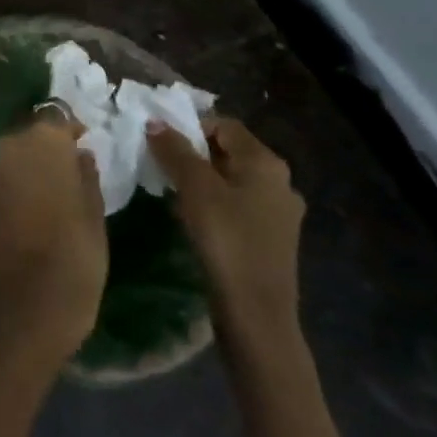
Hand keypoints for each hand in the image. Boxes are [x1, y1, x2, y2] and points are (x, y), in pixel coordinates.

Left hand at [0, 115, 108, 367]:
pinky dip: (11, 190)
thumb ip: (86, 175)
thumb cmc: (76, 253)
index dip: (70, 129)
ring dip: (27, 169)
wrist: (28, 302)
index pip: (57, 117)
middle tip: (67, 172)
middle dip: (46, 150)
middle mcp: (9, 147)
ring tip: (47, 195)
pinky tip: (27, 213)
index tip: (83, 143)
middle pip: (29, 137)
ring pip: (11, 160)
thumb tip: (80, 154)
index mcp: (43, 142)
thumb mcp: (95, 213)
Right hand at [149, 118, 303, 341]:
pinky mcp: (272, 239)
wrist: (256, 314)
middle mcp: (280, 182)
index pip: (224, 125)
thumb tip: (155, 122)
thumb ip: (175, 151)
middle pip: (229, 151)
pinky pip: (238, 206)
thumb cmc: (227, 241)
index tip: (160, 142)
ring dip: (202, 180)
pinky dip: (214, 204)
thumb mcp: (195, 189)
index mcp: (266, 163)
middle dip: (193, 153)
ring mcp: (279, 213)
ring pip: (232, 180)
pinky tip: (193, 219)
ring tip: (172, 192)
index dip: (190, 126)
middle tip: (161, 164)